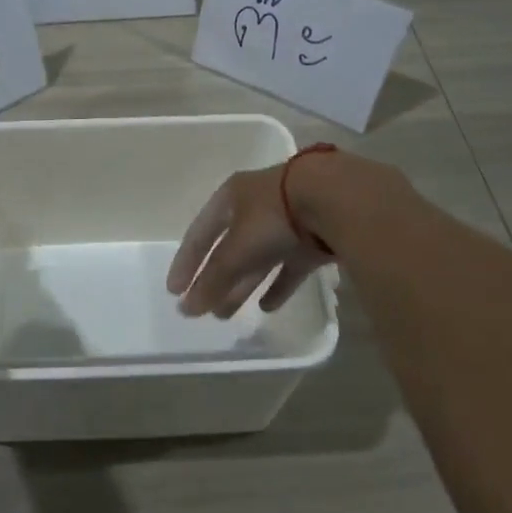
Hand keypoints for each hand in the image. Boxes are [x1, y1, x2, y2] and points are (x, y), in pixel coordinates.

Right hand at [166, 161, 332, 317]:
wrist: (337, 199)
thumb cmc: (274, 216)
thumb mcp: (238, 248)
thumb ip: (214, 279)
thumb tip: (187, 308)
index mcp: (232, 197)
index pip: (199, 233)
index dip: (186, 262)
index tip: (174, 291)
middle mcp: (256, 205)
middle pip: (228, 248)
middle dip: (215, 280)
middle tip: (203, 310)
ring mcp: (287, 221)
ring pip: (257, 258)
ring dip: (241, 285)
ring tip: (227, 315)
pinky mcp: (313, 238)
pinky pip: (289, 266)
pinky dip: (277, 285)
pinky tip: (267, 307)